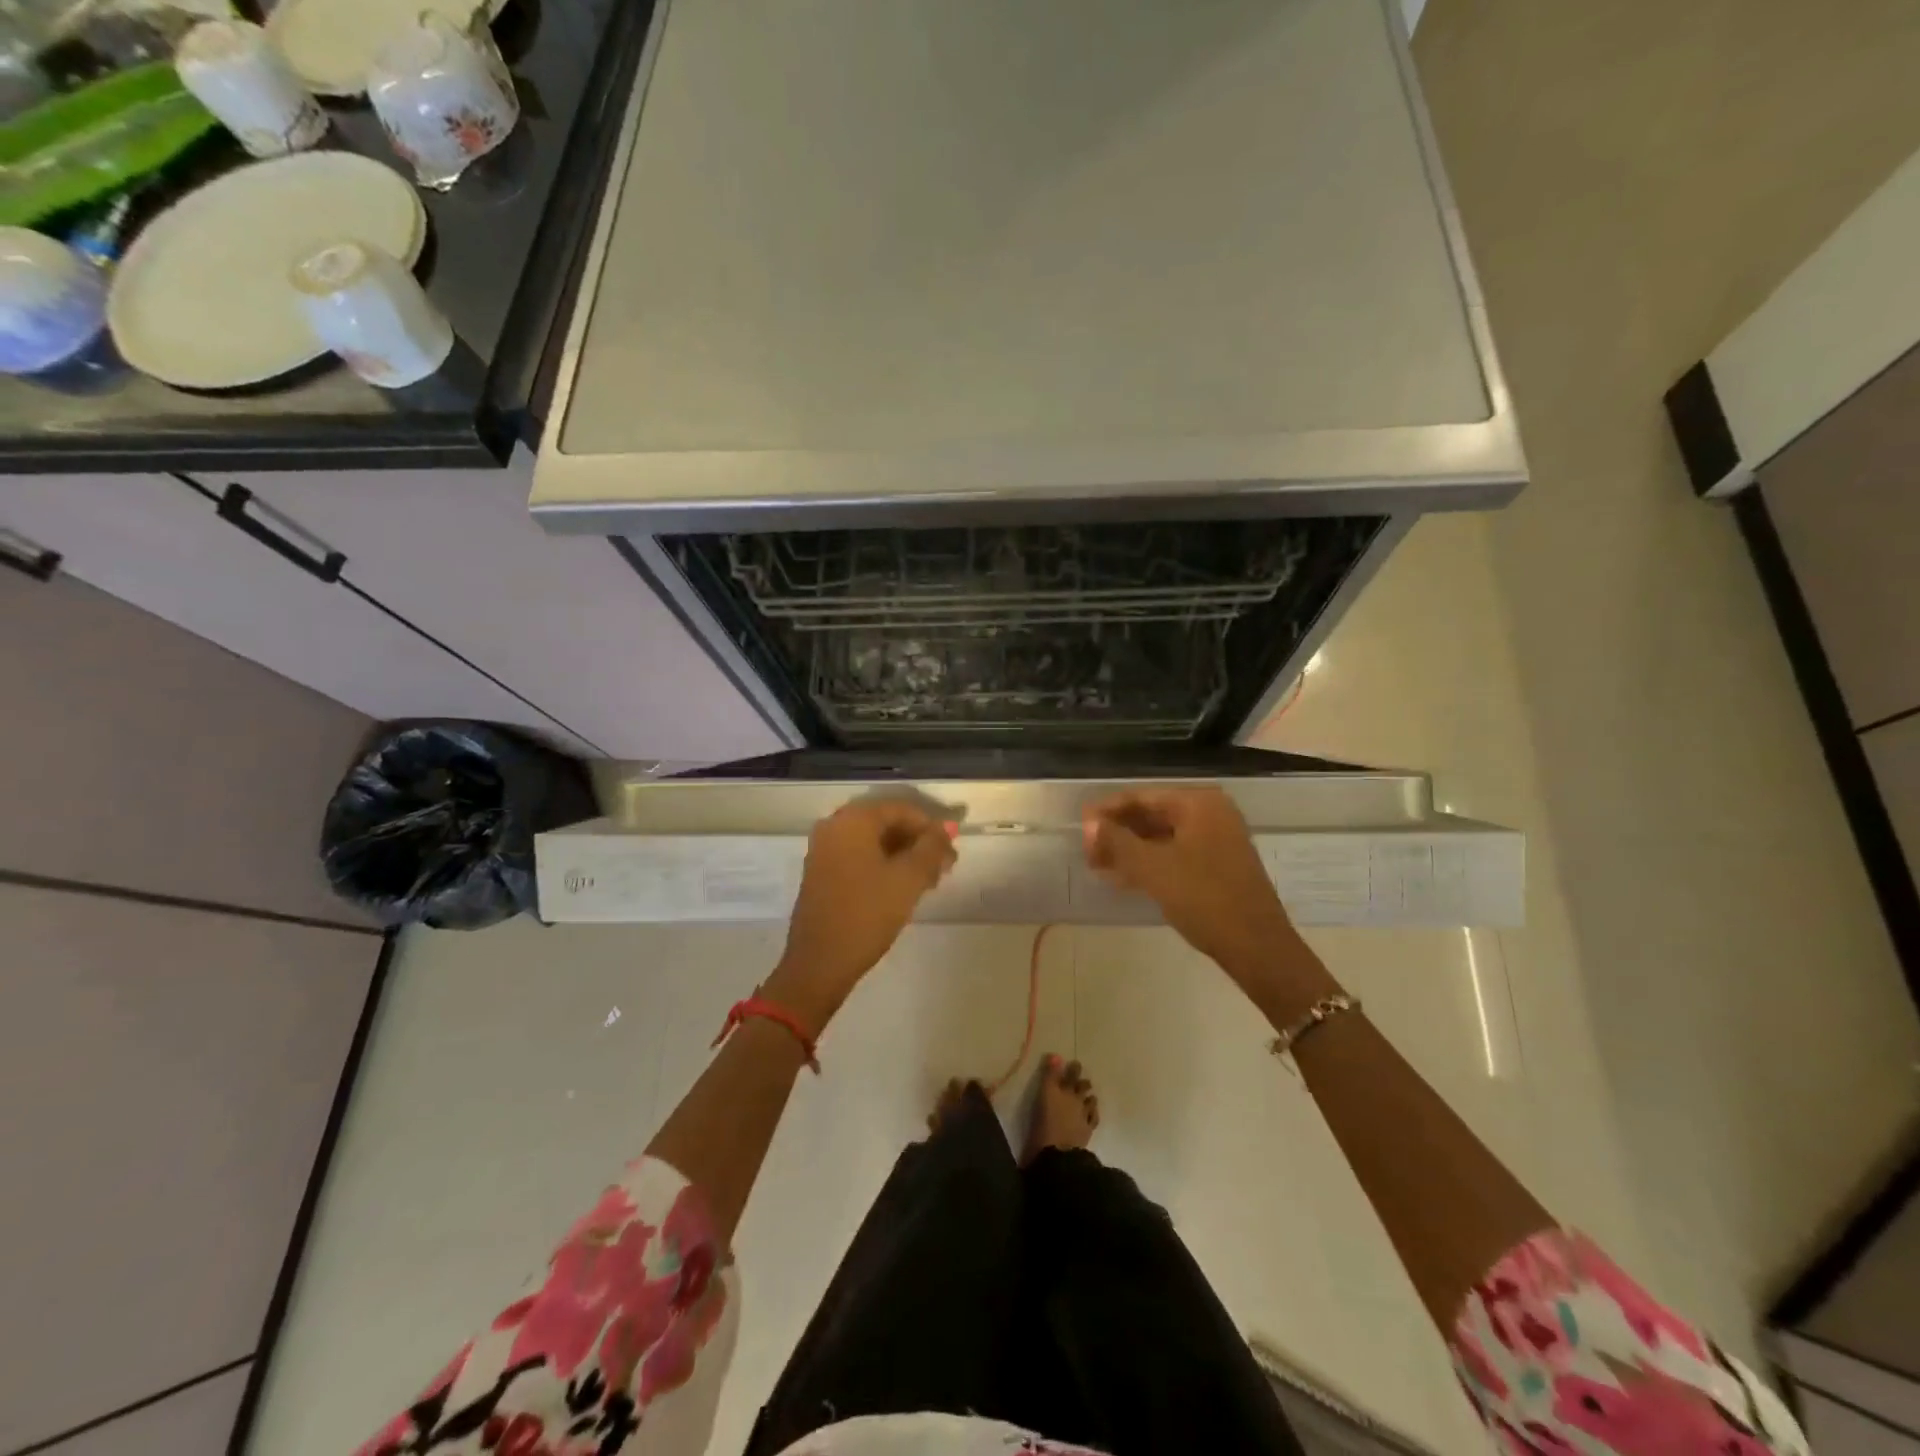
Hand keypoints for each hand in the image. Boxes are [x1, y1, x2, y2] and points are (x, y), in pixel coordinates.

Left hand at [767, 799, 956, 1027]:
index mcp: (852, 821)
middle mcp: (834, 827)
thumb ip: (932, 848)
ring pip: (874, 843)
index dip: (931, 827)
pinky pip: (859, 858)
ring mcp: (824, 851)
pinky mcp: (822, 874)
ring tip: (931, 881)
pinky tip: (904, 887)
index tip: (952, 850)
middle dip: (919, 842)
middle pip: (886, 824)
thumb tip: (947, 828)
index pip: (901, 809)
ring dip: (904, 856)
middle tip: (945, 867)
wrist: (820, 963)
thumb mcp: (909, 879)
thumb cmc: (867, 913)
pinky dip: (884, 866)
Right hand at [1082, 787, 1297, 981]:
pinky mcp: (1218, 865)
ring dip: (1130, 850)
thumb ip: (1117, 841)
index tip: (1080, 826)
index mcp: (1199, 803)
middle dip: (1117, 832)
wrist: (1256, 946)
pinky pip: (1175, 854)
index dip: (1107, 811)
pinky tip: (1123, 878)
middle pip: (1152, 815)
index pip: (1142, 797)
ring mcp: (1218, 840)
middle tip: (1086, 850)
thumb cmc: (1203, 898)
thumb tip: (1089, 824)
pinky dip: (1149, 863)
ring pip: (1162, 837)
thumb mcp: (1152, 868)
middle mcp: (1211, 813)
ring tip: (1097, 865)